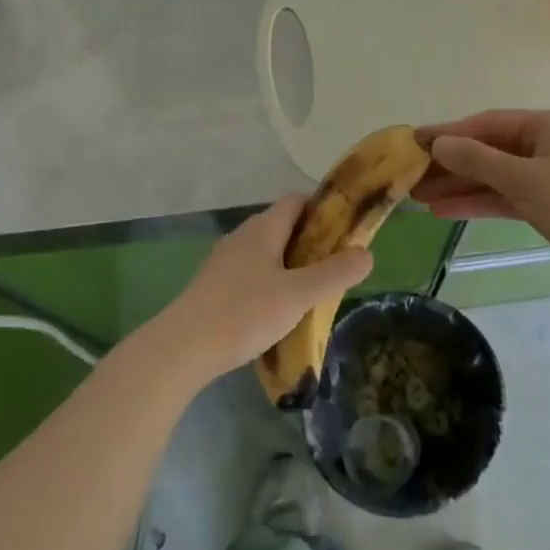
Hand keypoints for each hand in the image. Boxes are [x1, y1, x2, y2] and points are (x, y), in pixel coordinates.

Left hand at [156, 196, 372, 385]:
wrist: (181, 349)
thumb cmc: (244, 313)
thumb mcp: (299, 295)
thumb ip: (335, 273)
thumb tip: (367, 253)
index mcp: (264, 228)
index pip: (297, 201)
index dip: (323, 211)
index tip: (344, 234)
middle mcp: (243, 236)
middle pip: (283, 226)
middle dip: (311, 243)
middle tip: (333, 269)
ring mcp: (224, 261)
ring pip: (266, 252)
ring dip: (290, 266)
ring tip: (309, 294)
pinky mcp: (213, 286)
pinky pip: (251, 274)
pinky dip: (269, 283)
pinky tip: (276, 312)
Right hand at [414, 110, 549, 297]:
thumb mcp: (523, 179)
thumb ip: (478, 159)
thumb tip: (438, 143)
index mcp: (548, 125)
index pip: (488, 123)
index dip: (450, 133)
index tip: (414, 141)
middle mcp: (546, 145)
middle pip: (488, 149)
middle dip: (451, 163)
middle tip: (410, 174)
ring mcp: (546, 176)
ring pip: (493, 176)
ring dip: (458, 185)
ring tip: (417, 196)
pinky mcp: (545, 205)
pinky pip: (503, 197)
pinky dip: (477, 203)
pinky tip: (444, 211)